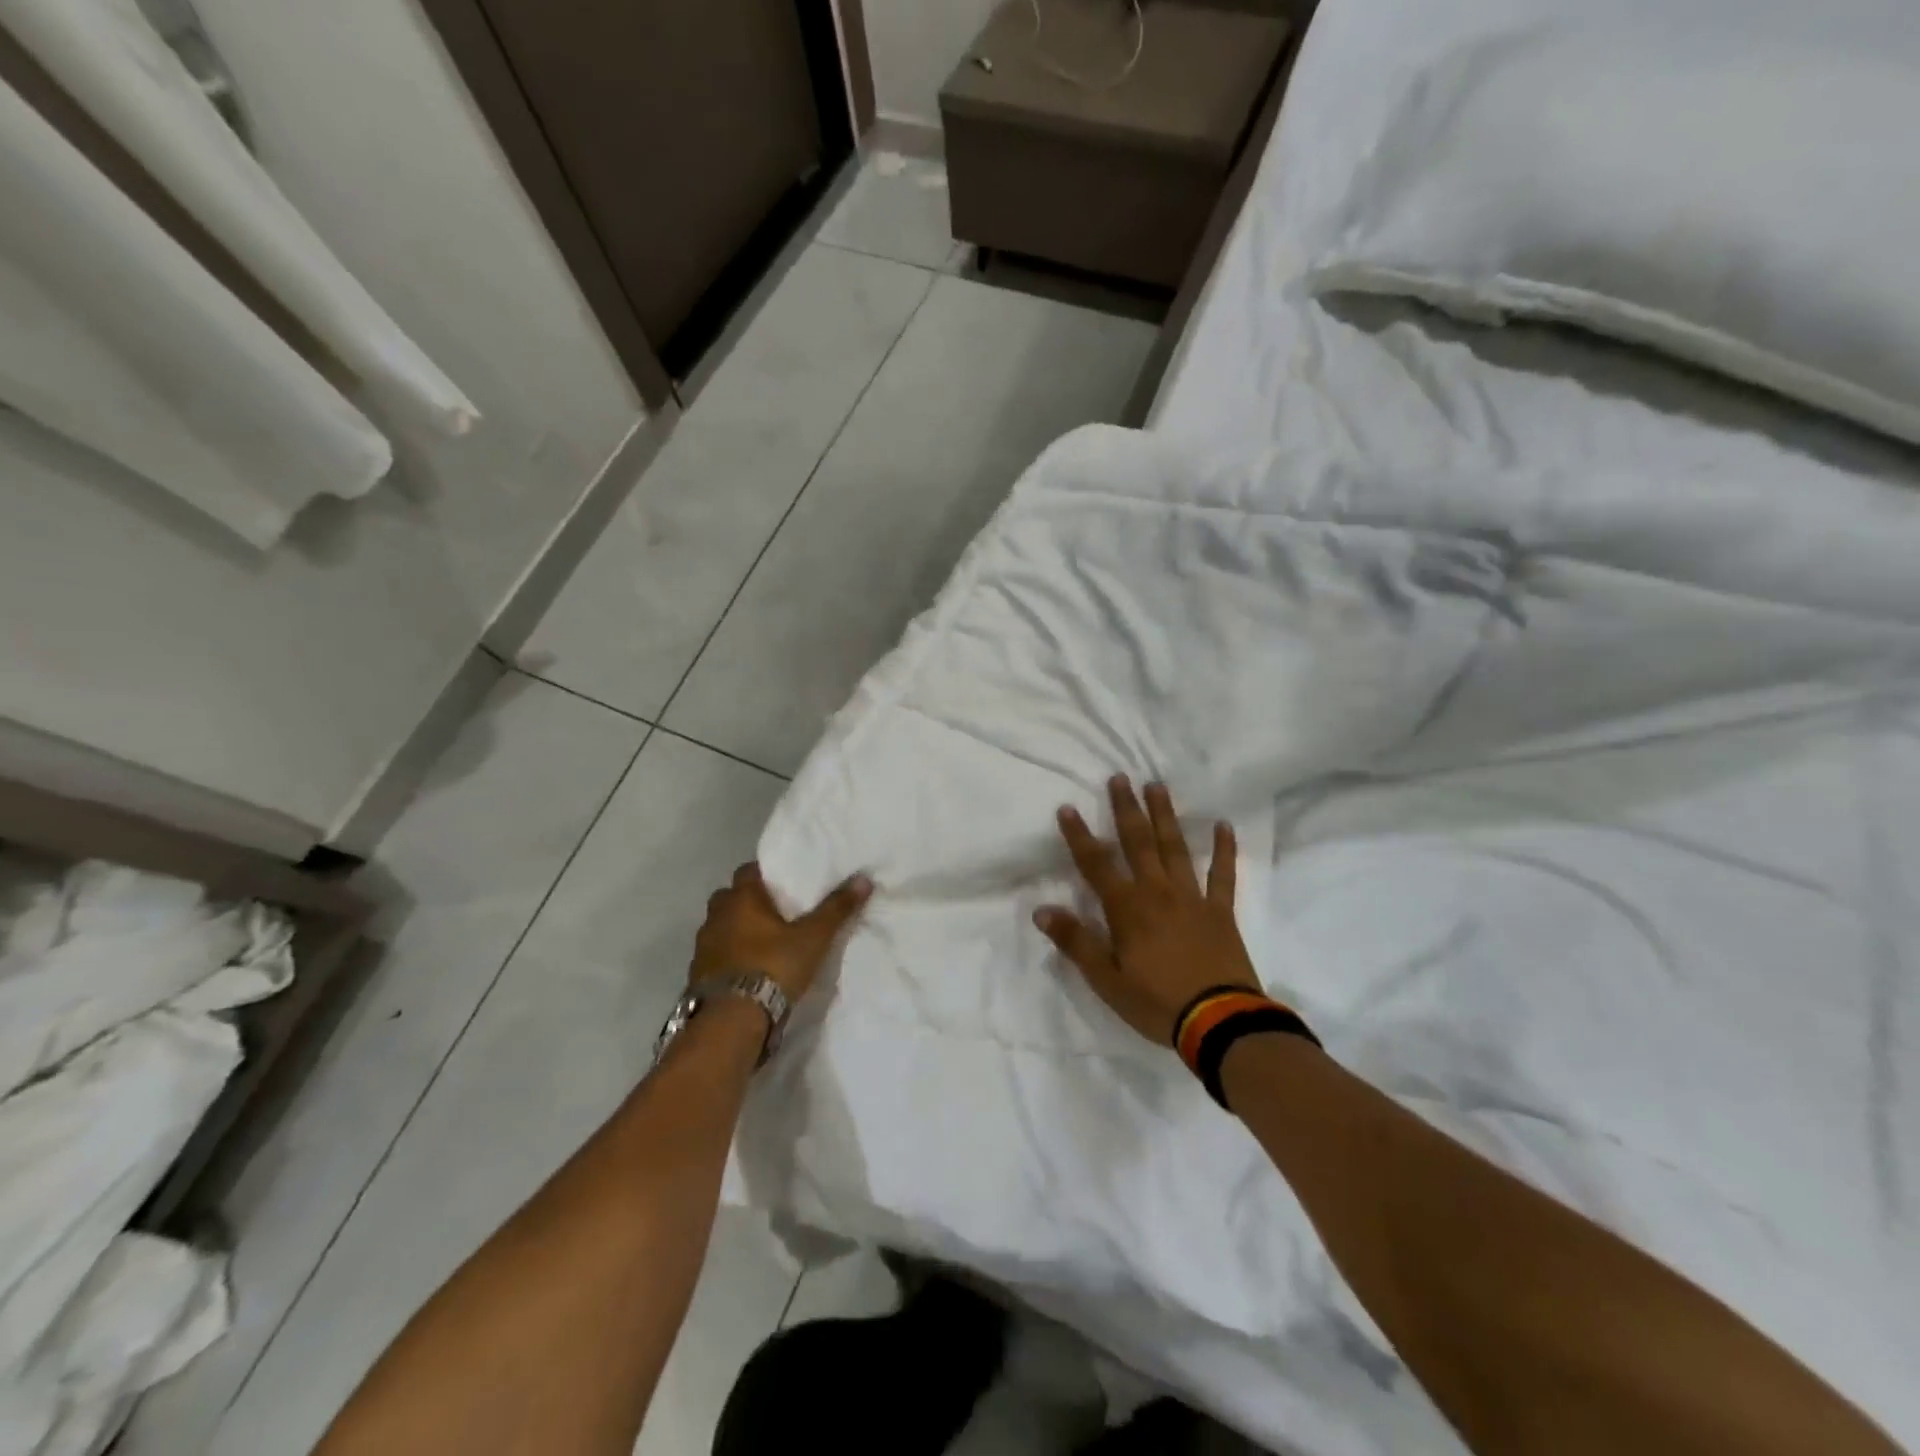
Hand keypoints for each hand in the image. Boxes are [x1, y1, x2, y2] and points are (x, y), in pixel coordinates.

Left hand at [692, 863, 872, 1001]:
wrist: (731, 1020)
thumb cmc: (773, 966)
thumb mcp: (814, 938)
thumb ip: (837, 908)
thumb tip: (863, 878)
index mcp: (741, 898)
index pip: (749, 870)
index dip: (767, 874)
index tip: (785, 882)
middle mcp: (716, 915)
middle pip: (731, 897)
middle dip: (750, 902)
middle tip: (777, 912)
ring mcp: (703, 946)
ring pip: (722, 927)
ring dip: (737, 930)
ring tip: (764, 943)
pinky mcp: (697, 975)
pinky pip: (716, 955)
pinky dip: (730, 957)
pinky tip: (749, 969)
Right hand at [1034, 776, 1258, 1044]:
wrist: (1219, 1023)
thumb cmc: (1156, 1002)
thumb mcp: (1106, 980)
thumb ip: (1075, 941)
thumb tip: (1041, 909)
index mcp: (1127, 908)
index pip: (1096, 864)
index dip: (1080, 836)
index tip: (1068, 808)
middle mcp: (1157, 892)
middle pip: (1138, 842)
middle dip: (1126, 809)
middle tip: (1120, 778)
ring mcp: (1192, 898)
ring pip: (1175, 848)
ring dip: (1165, 816)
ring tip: (1157, 786)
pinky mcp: (1220, 911)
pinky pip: (1223, 874)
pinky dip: (1224, 849)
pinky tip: (1225, 826)